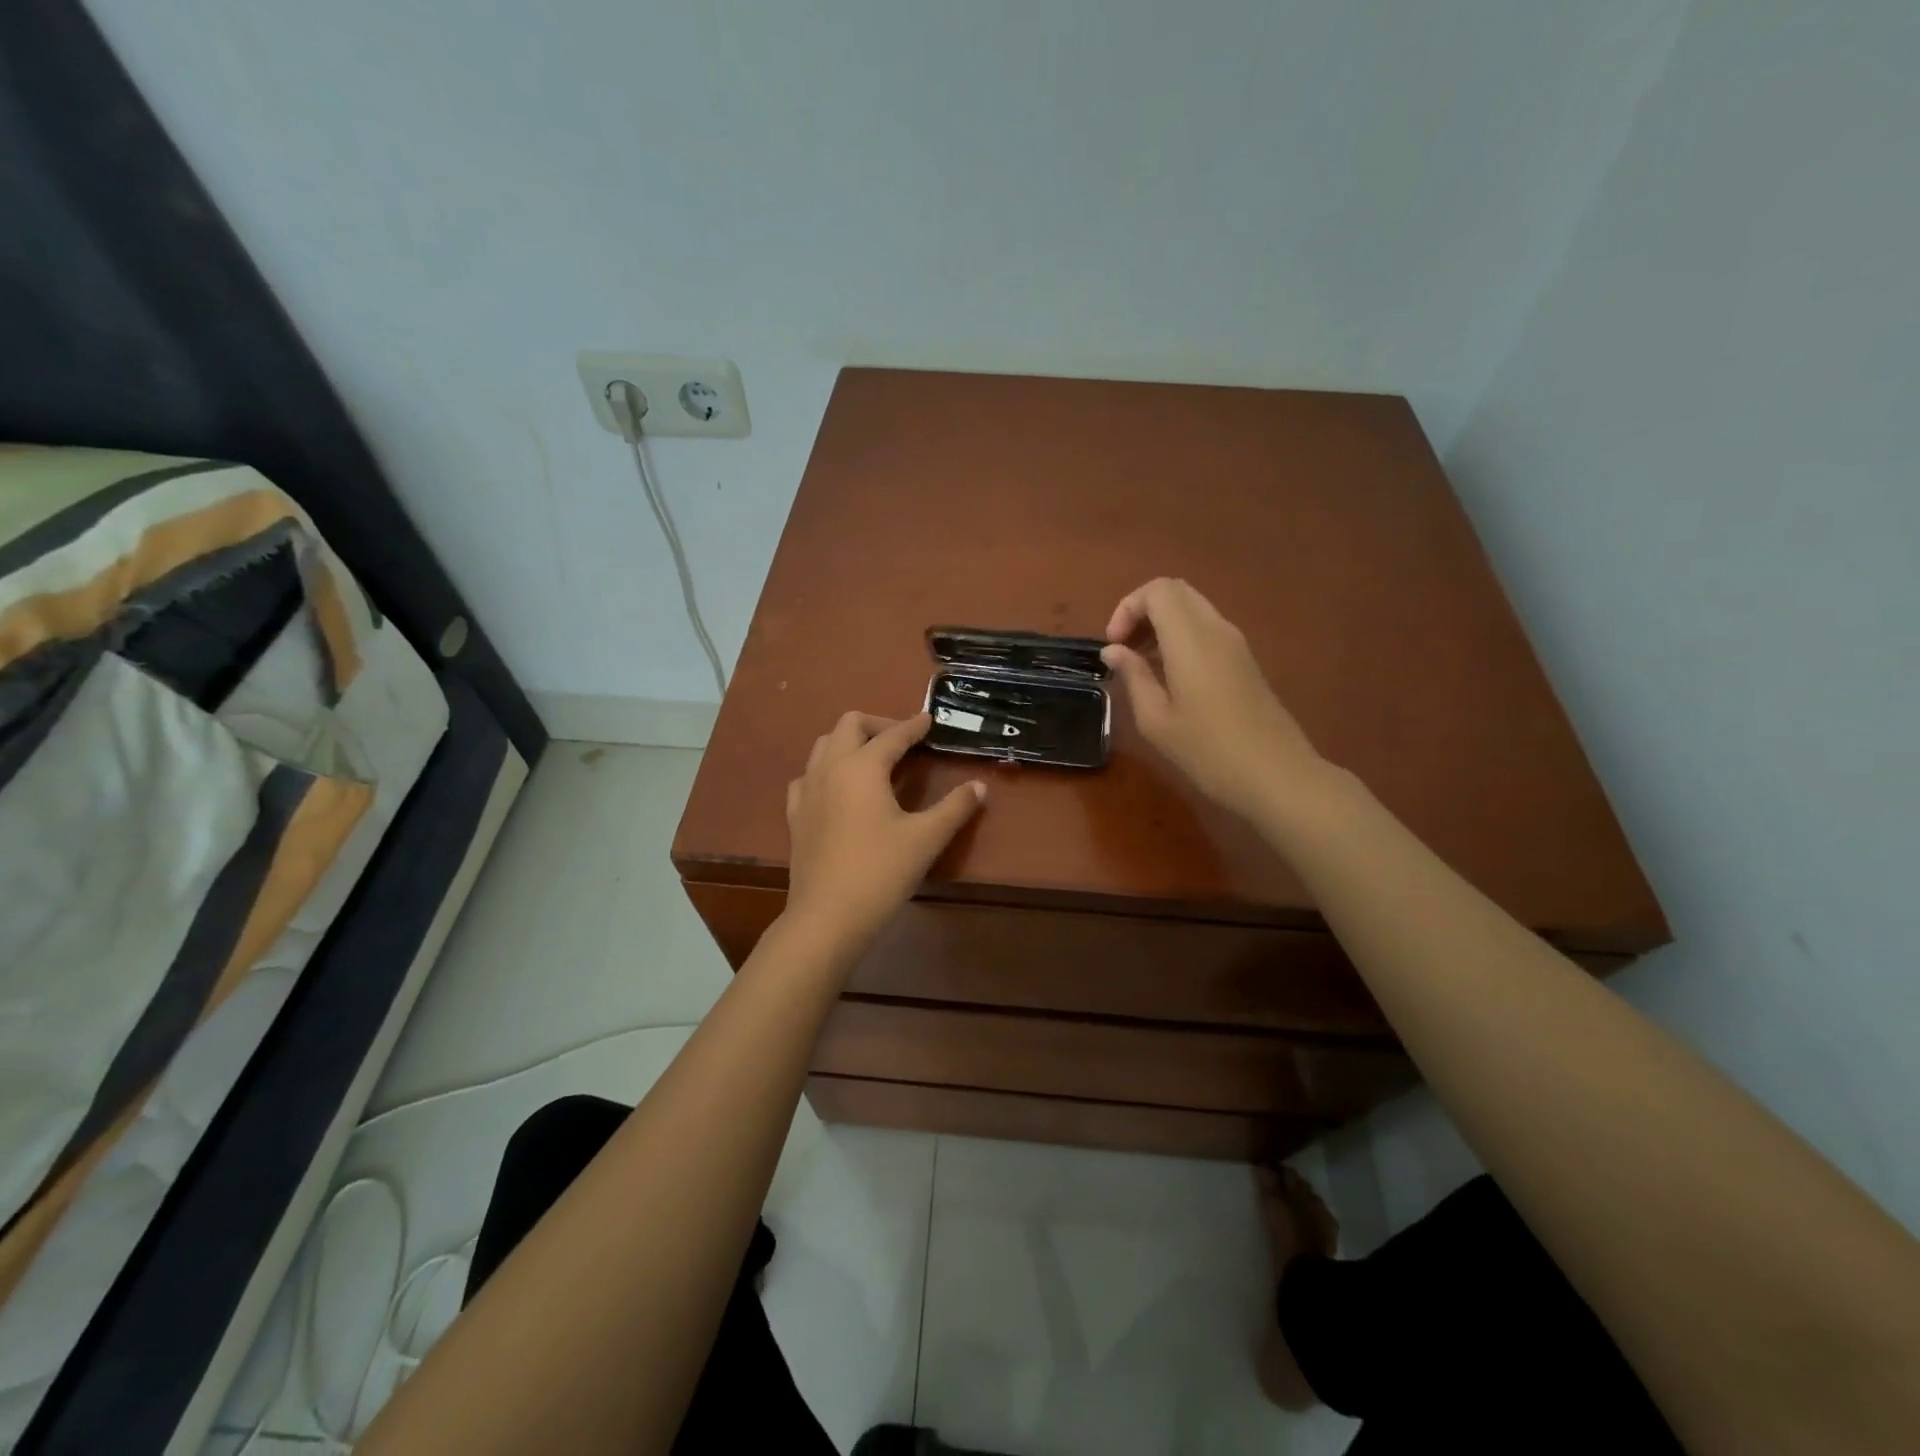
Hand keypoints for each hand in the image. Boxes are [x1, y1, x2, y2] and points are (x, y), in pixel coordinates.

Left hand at [784, 712, 985, 952]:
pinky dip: (826, 769)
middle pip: (849, 725)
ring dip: (850, 741)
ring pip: (824, 745)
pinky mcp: (795, 814)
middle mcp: (830, 768)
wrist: (827, 916)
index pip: (892, 735)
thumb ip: (955, 807)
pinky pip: (808, 775)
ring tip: (873, 759)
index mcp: (862, 767)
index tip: (929, 720)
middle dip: (877, 724)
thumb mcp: (926, 838)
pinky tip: (838, 789)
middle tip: (903, 740)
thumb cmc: (881, 872)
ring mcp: (807, 790)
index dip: (914, 726)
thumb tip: (979, 786)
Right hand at [1102, 578, 1329, 822]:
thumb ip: (1133, 676)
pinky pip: (1207, 628)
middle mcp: (1216, 629)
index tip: (1113, 645)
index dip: (1127, 608)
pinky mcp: (1245, 659)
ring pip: (1193, 608)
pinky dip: (1180, 636)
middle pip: (1176, 592)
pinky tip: (1169, 675)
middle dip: (1142, 611)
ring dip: (1161, 623)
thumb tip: (1113, 650)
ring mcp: (1236, 643)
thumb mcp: (1156, 720)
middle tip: (1124, 648)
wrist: (1276, 776)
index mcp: (1191, 639)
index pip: (1157, 590)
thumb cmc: (1208, 752)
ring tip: (1141, 663)